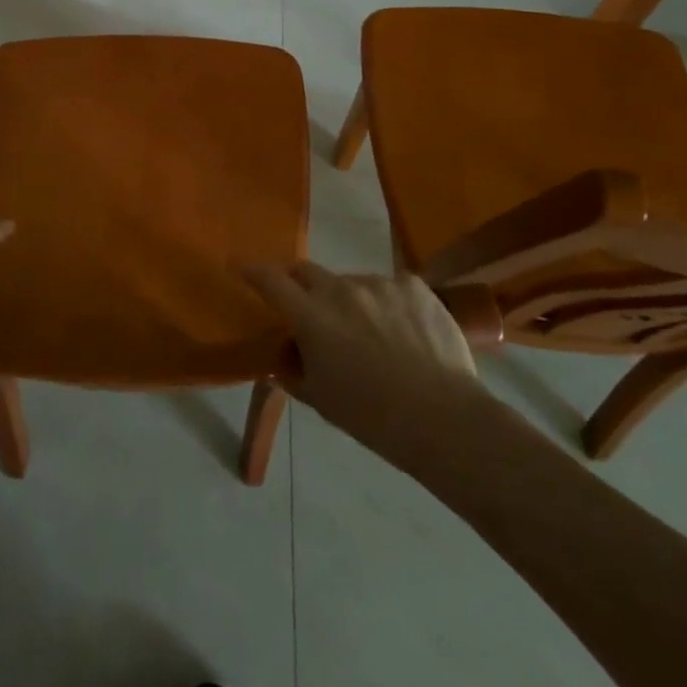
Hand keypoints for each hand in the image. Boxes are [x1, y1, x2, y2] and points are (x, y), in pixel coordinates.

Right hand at [243, 262, 483, 460]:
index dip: (252, 271)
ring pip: (353, 283)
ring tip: (374, 336)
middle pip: (308, 272)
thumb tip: (285, 358)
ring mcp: (379, 282)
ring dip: (351, 301)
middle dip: (301, 286)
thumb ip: (295, 372)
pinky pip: (392, 287)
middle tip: (311, 311)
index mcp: (312, 317)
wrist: (445, 419)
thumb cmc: (374, 418)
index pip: (270, 281)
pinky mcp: (413, 285)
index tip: (242, 268)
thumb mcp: (322, 401)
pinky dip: (389, 304)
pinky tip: (406, 333)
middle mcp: (341, 289)